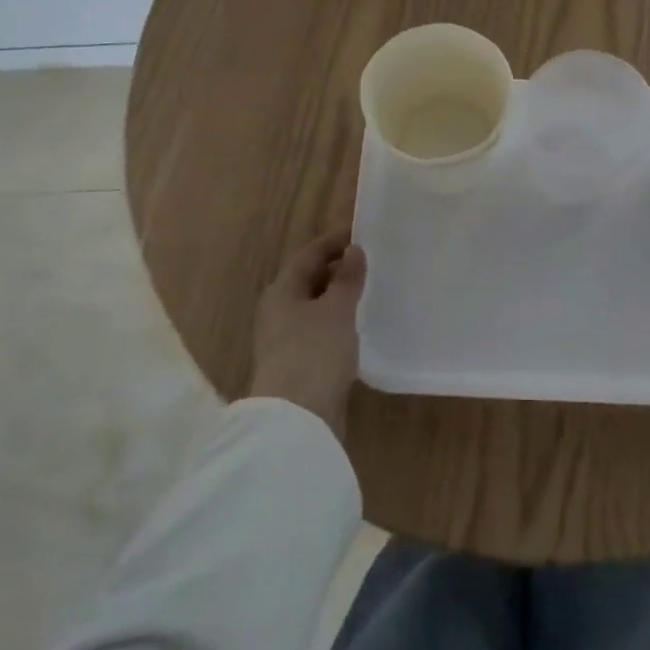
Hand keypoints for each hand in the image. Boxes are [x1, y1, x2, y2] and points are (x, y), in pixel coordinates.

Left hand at [246, 229, 366, 439]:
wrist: (297, 418)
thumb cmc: (314, 353)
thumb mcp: (336, 310)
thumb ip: (347, 279)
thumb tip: (353, 250)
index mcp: (282, 292)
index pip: (309, 255)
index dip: (334, 240)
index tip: (361, 230)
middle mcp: (279, 312)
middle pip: (308, 280)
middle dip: (337, 268)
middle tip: (371, 258)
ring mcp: (286, 340)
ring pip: (315, 307)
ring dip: (339, 296)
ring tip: (370, 288)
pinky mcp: (299, 365)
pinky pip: (320, 331)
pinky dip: (339, 321)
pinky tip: (359, 325)